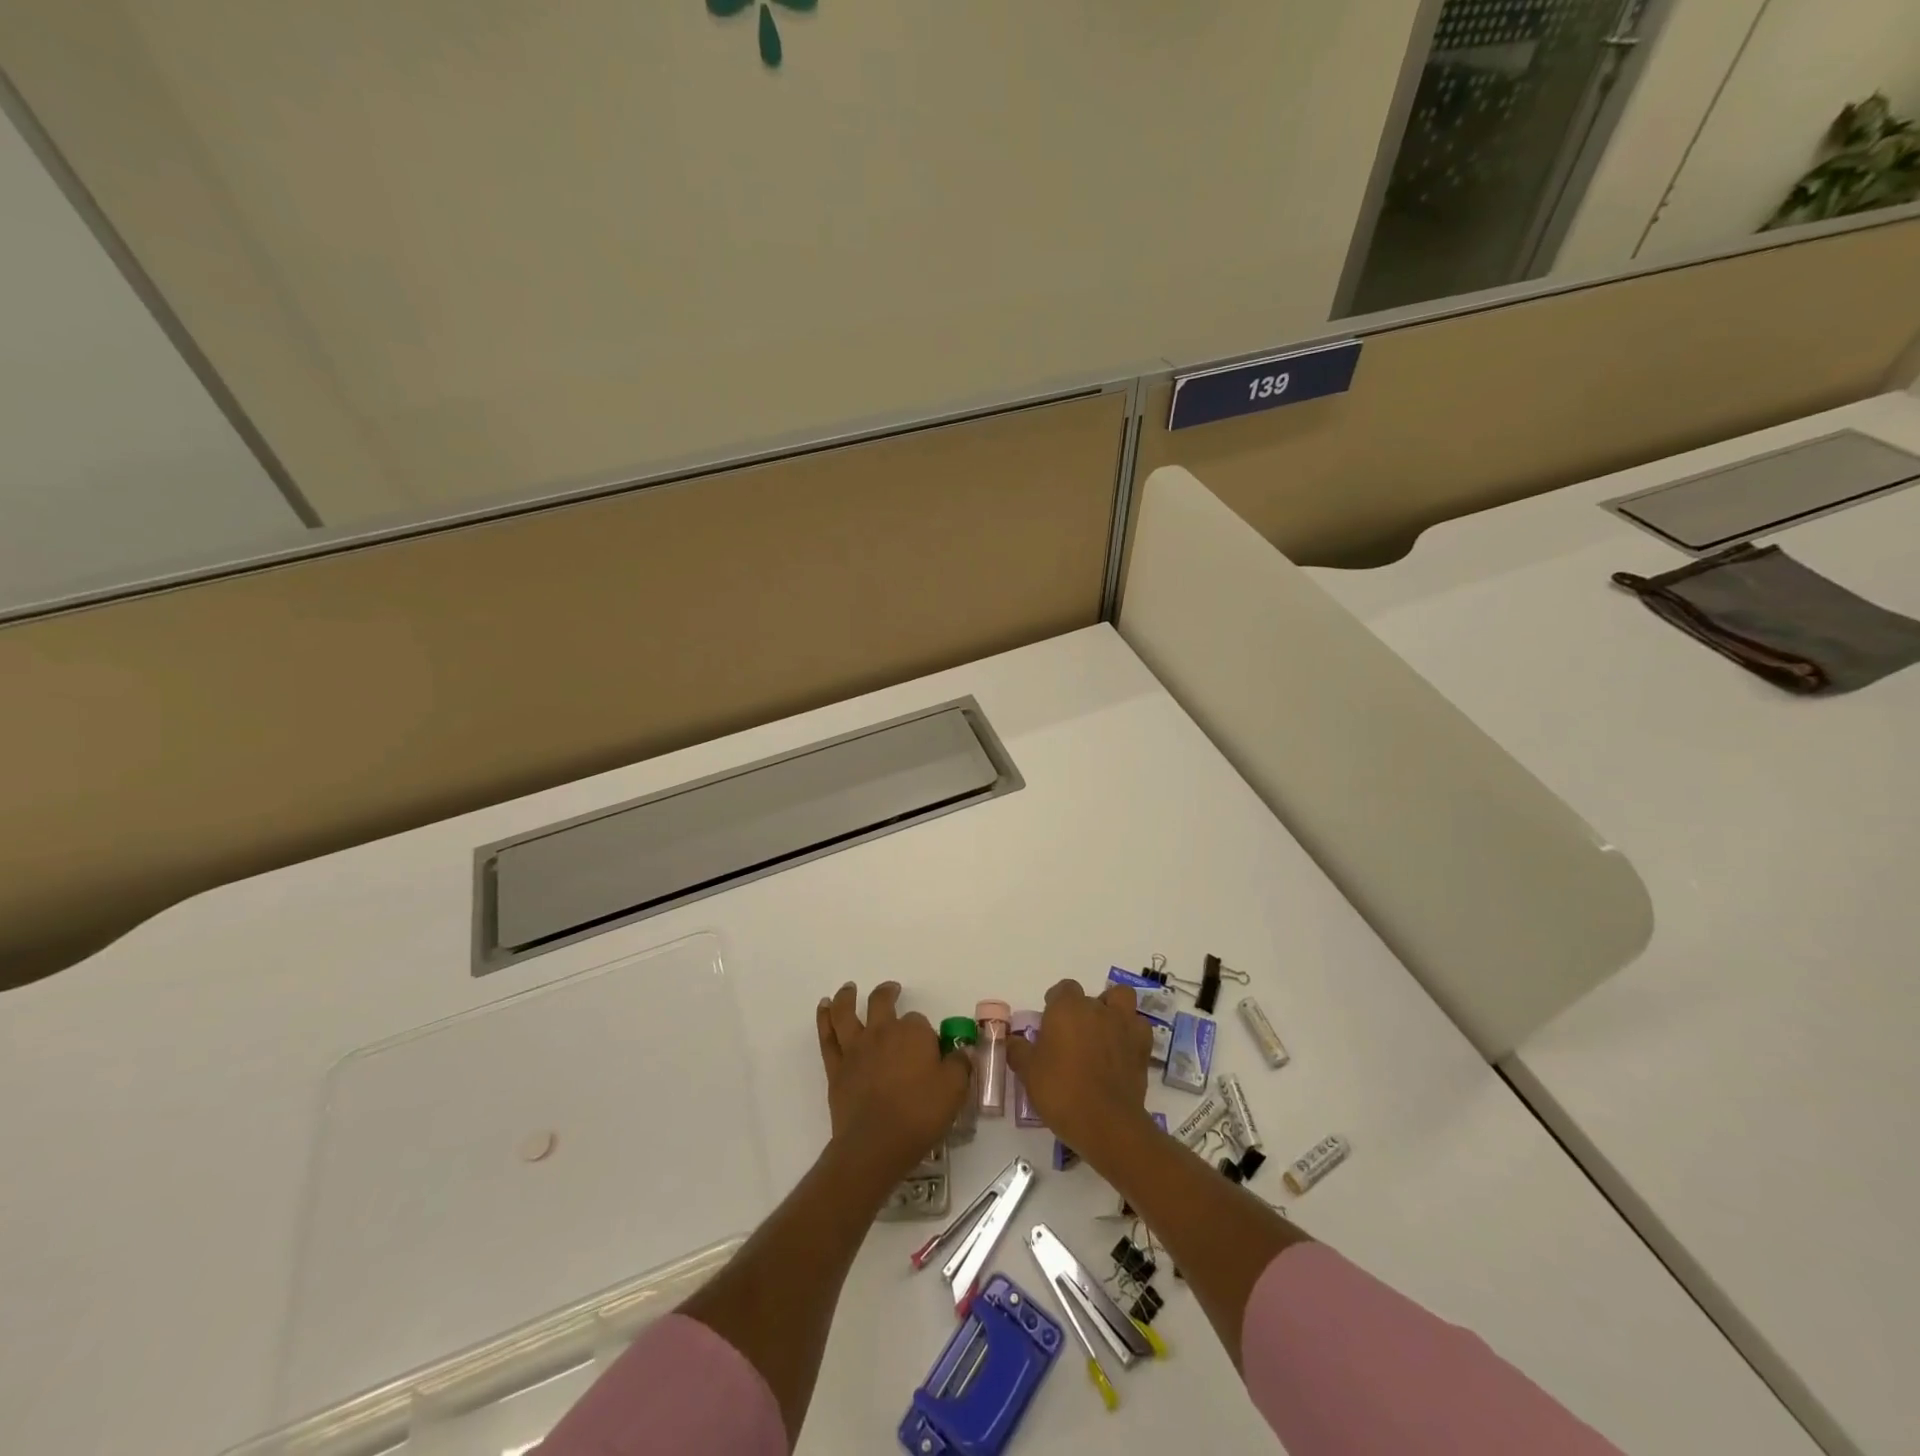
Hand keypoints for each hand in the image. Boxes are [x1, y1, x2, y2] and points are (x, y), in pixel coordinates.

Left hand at [816, 981, 971, 1182]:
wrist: (875, 1144)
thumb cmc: (919, 1114)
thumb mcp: (954, 1090)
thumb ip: (960, 1065)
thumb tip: (963, 1051)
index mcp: (913, 1033)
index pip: (920, 1022)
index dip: (925, 1034)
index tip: (930, 1049)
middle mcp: (882, 1032)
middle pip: (882, 1002)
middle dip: (888, 994)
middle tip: (892, 990)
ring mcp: (856, 1048)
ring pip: (846, 1012)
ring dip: (847, 996)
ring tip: (849, 988)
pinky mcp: (836, 1067)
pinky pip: (828, 1036)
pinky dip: (824, 1018)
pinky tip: (824, 1008)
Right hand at [1003, 978, 1154, 1158]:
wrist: (1105, 1123)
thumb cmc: (1061, 1091)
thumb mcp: (1028, 1072)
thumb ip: (1019, 1051)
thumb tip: (1015, 1041)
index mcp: (1066, 1008)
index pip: (1062, 989)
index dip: (1055, 1003)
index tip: (1049, 1024)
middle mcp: (1097, 1008)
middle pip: (1089, 997)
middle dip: (1081, 1011)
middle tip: (1072, 1037)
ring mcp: (1123, 1025)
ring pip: (1120, 999)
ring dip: (1112, 1010)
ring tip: (1103, 1033)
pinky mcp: (1142, 1046)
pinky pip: (1138, 1027)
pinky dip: (1131, 1033)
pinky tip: (1121, 1050)